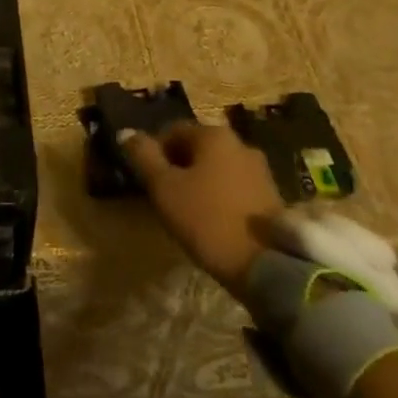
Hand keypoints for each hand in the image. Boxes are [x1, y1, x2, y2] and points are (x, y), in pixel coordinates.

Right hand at [121, 123, 284, 296]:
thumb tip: (125, 132)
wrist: (267, 266)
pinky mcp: (272, 196)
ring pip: (218, 168)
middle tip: (165, 196)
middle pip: (197, 148)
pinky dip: (220, 197)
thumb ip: (143, 156)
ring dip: (201, 182)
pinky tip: (213, 221)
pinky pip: (235, 187)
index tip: (147, 180)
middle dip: (179, 167)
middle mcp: (240, 144)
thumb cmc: (207, 219)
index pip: (172, 131)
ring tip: (188, 211)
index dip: (154, 152)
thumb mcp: (164, 188)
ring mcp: (260, 170)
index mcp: (213, 135)